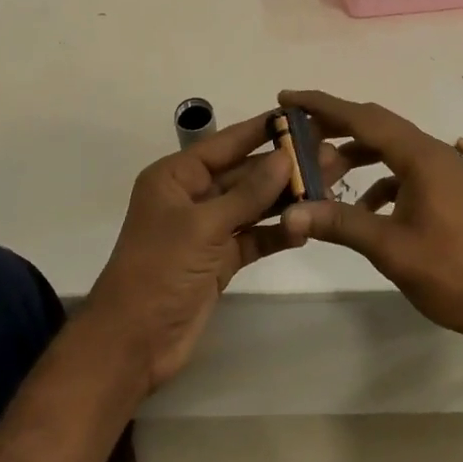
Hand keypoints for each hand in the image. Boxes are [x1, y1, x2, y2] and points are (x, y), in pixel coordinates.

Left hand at [82, 112, 370, 391]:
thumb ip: (248, 193)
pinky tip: (306, 227)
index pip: (226, 143)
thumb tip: (285, 157)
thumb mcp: (203, 226)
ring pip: (253, 205)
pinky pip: (254, 237)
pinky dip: (277, 233)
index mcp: (176, 177)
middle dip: (283, 167)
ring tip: (329, 187)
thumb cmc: (159, 271)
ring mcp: (207, 229)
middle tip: (330, 157)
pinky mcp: (220, 260)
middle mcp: (192, 196)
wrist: (132, 344)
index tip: (301, 117)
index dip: (262, 130)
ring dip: (286, 199)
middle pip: (244, 173)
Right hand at [273, 90, 462, 342]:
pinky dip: (376, 181)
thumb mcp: (390, 248)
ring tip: (320, 171)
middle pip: (375, 126)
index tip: (287, 97)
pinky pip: (402, 172)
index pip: (362, 118)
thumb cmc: (453, 272)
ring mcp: (441, 172)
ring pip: (388, 149)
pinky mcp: (445, 192)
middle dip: (334, 126)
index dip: (322, 106)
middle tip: (295, 133)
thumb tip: (289, 214)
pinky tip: (360, 209)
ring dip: (355, 155)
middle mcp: (431, 153)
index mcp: (420, 156)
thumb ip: (340, 224)